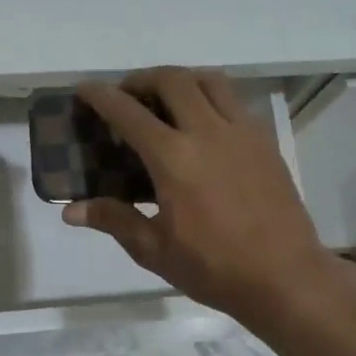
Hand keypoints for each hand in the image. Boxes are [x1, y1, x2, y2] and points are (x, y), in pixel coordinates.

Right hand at [64, 68, 338, 328]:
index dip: (102, 96)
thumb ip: (114, 220)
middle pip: (172, 80)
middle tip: (128, 96)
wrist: (284, 276)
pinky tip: (204, 126)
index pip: (128, 112)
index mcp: (174, 158)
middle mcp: (208, 132)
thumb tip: (71, 211)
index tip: (85, 89)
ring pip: (209, 81)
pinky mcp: (265, 141)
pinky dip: (210, 98)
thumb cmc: (214, 267)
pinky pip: (234, 102)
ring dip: (180, 80)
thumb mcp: (155, 250)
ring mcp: (242, 132)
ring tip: (166, 101)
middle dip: (142, 79)